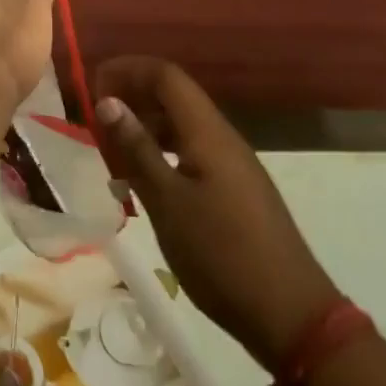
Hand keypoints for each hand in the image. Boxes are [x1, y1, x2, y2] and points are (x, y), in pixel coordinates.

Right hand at [95, 57, 339, 372]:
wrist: (292, 316)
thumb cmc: (222, 255)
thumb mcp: (168, 202)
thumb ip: (137, 148)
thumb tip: (108, 101)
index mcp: (207, 131)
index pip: (165, 75)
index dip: (128, 69)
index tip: (93, 84)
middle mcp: (222, 136)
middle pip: (174, 96)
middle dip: (133, 97)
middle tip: (96, 119)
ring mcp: (233, 164)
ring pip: (183, 126)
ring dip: (146, 128)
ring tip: (112, 152)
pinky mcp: (237, 190)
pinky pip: (193, 152)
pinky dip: (163, 155)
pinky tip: (144, 185)